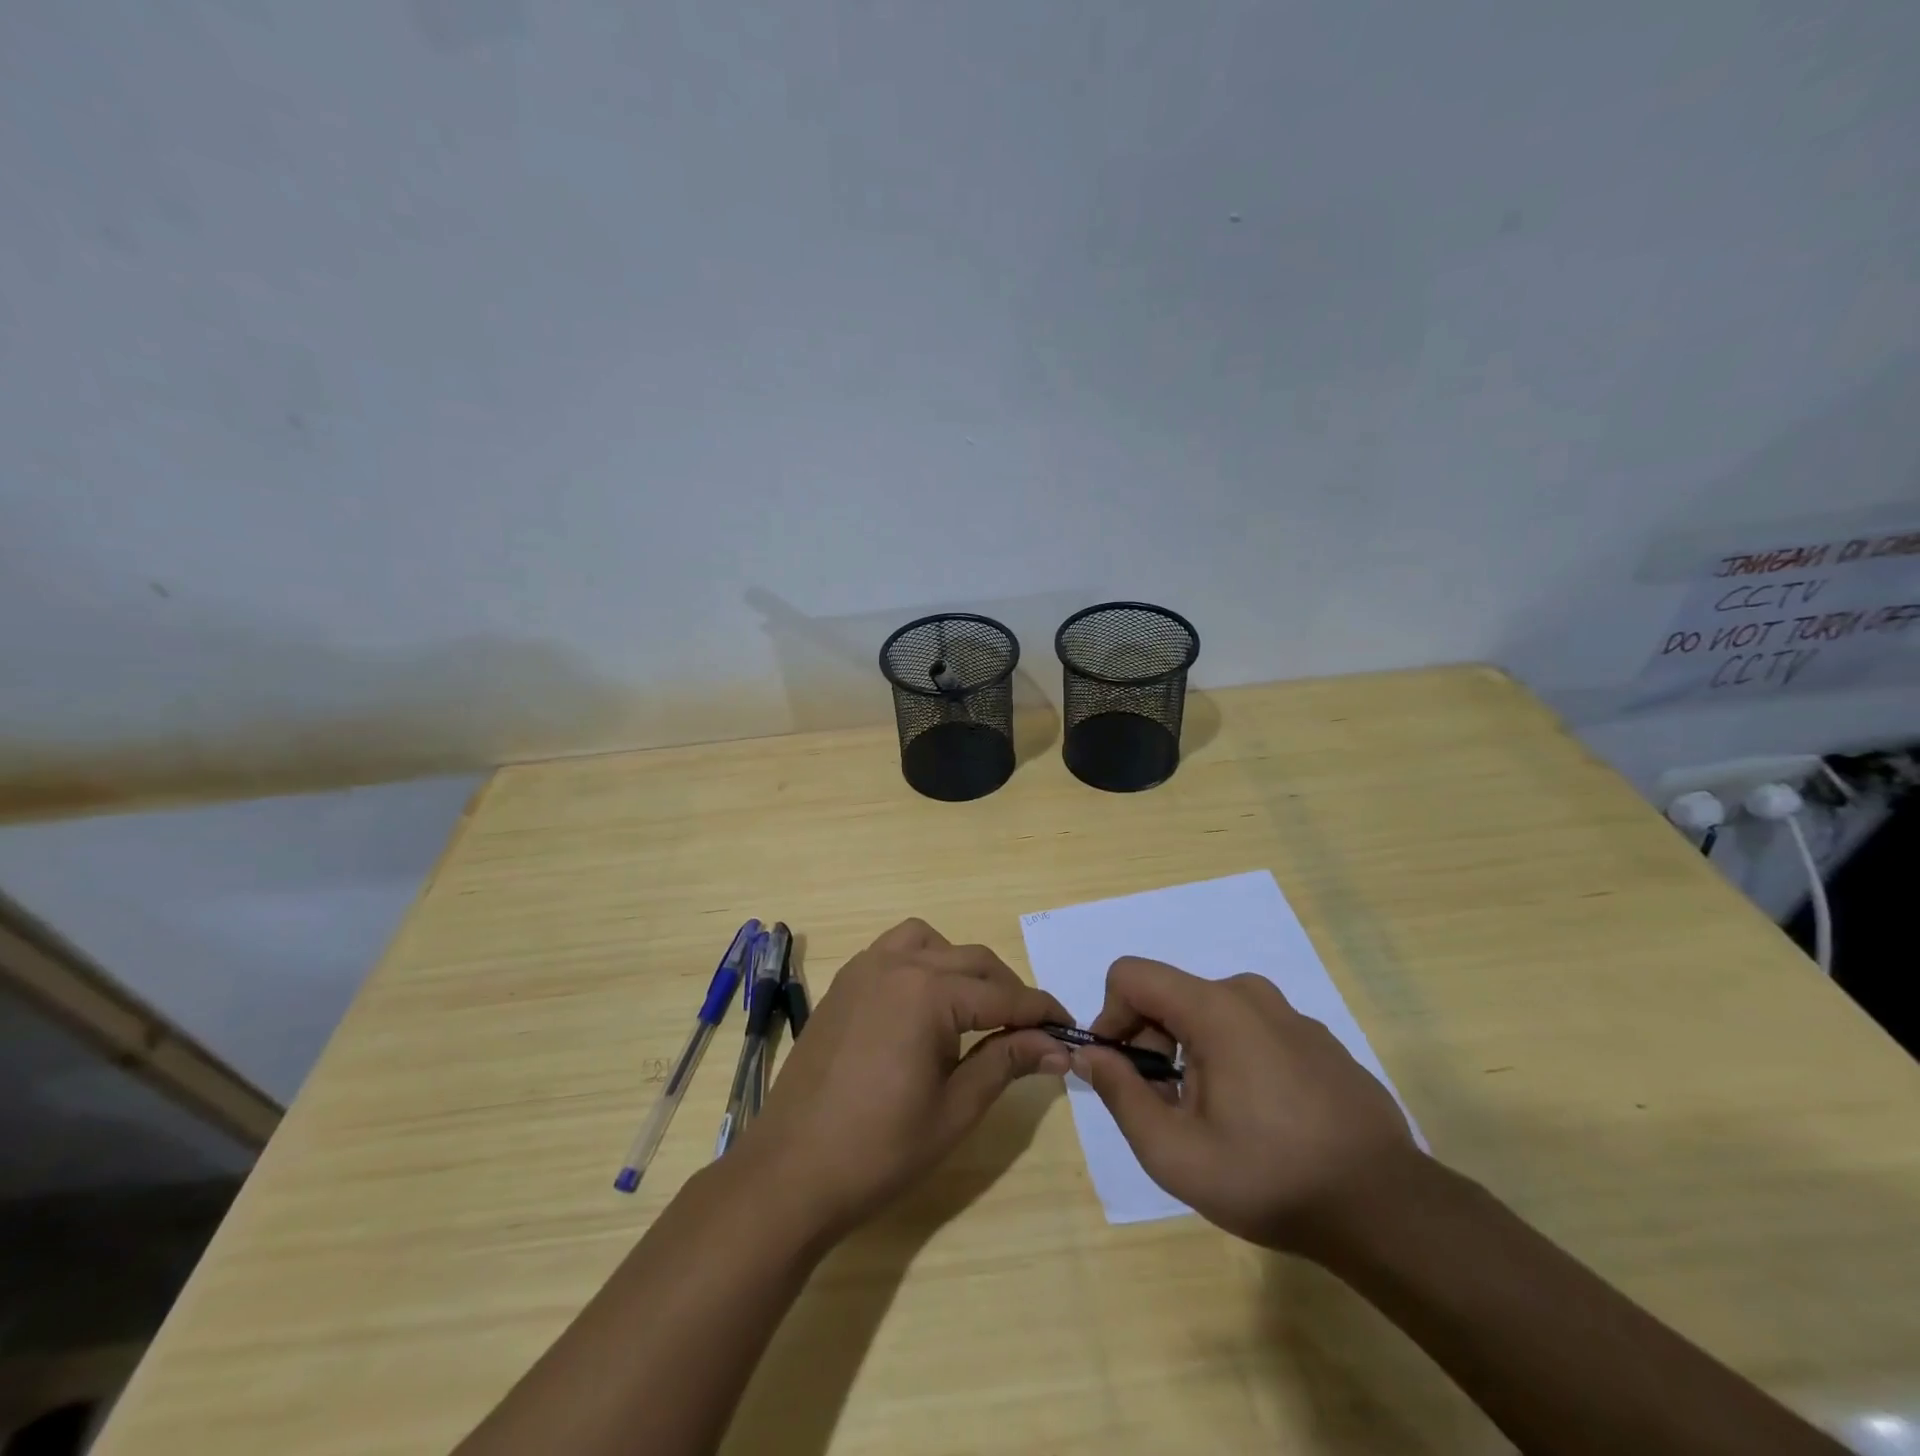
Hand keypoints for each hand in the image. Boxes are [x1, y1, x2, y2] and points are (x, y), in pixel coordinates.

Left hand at [742, 918, 1069, 1239]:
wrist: (790, 1172)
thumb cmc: (878, 1149)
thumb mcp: (954, 1109)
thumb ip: (1006, 1064)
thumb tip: (1057, 1046)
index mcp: (927, 992)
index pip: (1002, 995)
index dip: (1040, 1012)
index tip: (1070, 1027)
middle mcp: (896, 964)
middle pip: (971, 960)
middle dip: (1007, 990)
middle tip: (1030, 1030)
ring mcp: (864, 969)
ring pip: (930, 942)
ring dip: (961, 966)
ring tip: (975, 1009)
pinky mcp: (844, 983)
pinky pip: (894, 951)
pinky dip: (922, 963)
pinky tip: (926, 1006)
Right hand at [1074, 957, 1417, 1253]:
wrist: (1388, 1210)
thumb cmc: (1270, 1178)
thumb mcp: (1174, 1152)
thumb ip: (1120, 1094)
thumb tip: (1091, 1054)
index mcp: (1214, 1007)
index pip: (1131, 975)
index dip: (1111, 1016)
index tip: (1122, 1070)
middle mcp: (1250, 994)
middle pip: (1170, 996)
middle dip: (1151, 1043)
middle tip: (1166, 1107)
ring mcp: (1290, 1014)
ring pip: (1210, 1014)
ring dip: (1190, 1054)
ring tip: (1212, 1119)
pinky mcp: (1317, 1039)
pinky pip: (1251, 1030)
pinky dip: (1232, 1058)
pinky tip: (1258, 1118)